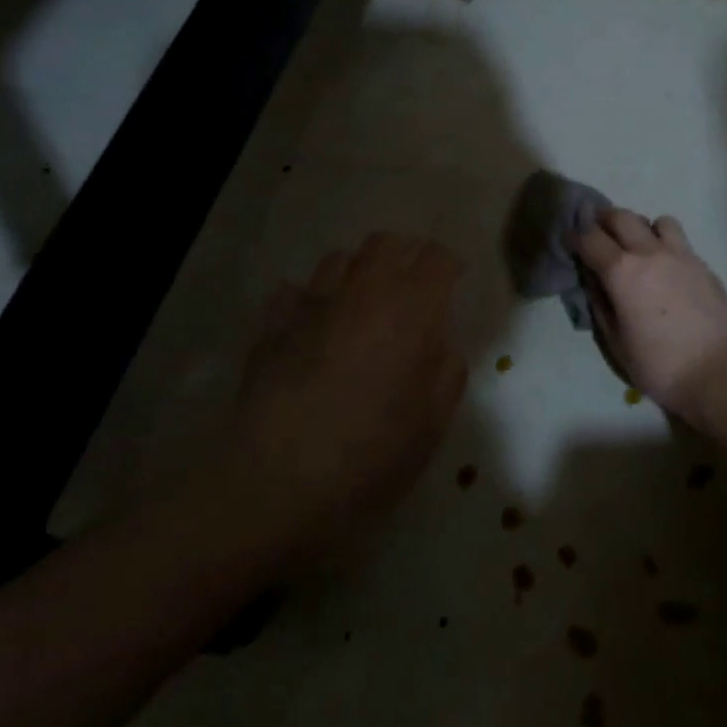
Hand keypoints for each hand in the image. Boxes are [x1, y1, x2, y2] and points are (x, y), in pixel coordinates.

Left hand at [220, 232, 466, 563]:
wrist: (280, 483)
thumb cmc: (373, 454)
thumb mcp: (433, 421)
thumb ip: (447, 370)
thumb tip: (440, 343)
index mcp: (410, 310)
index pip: (437, 257)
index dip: (450, 266)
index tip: (454, 285)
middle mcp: (362, 292)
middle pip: (386, 242)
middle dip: (405, 255)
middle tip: (413, 288)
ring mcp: (312, 305)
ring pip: (340, 259)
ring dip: (359, 272)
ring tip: (364, 305)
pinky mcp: (272, 327)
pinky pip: (293, 292)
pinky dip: (309, 300)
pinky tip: (314, 327)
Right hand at [571, 208, 726, 423]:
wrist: (717, 371)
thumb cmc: (658, 364)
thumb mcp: (616, 341)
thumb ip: (600, 304)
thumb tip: (593, 280)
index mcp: (622, 271)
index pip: (590, 238)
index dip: (574, 235)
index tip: (568, 237)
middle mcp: (650, 253)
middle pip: (622, 217)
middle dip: (603, 218)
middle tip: (596, 229)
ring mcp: (681, 255)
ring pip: (658, 221)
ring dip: (642, 227)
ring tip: (639, 245)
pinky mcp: (703, 265)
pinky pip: (680, 242)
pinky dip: (665, 244)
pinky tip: (666, 268)